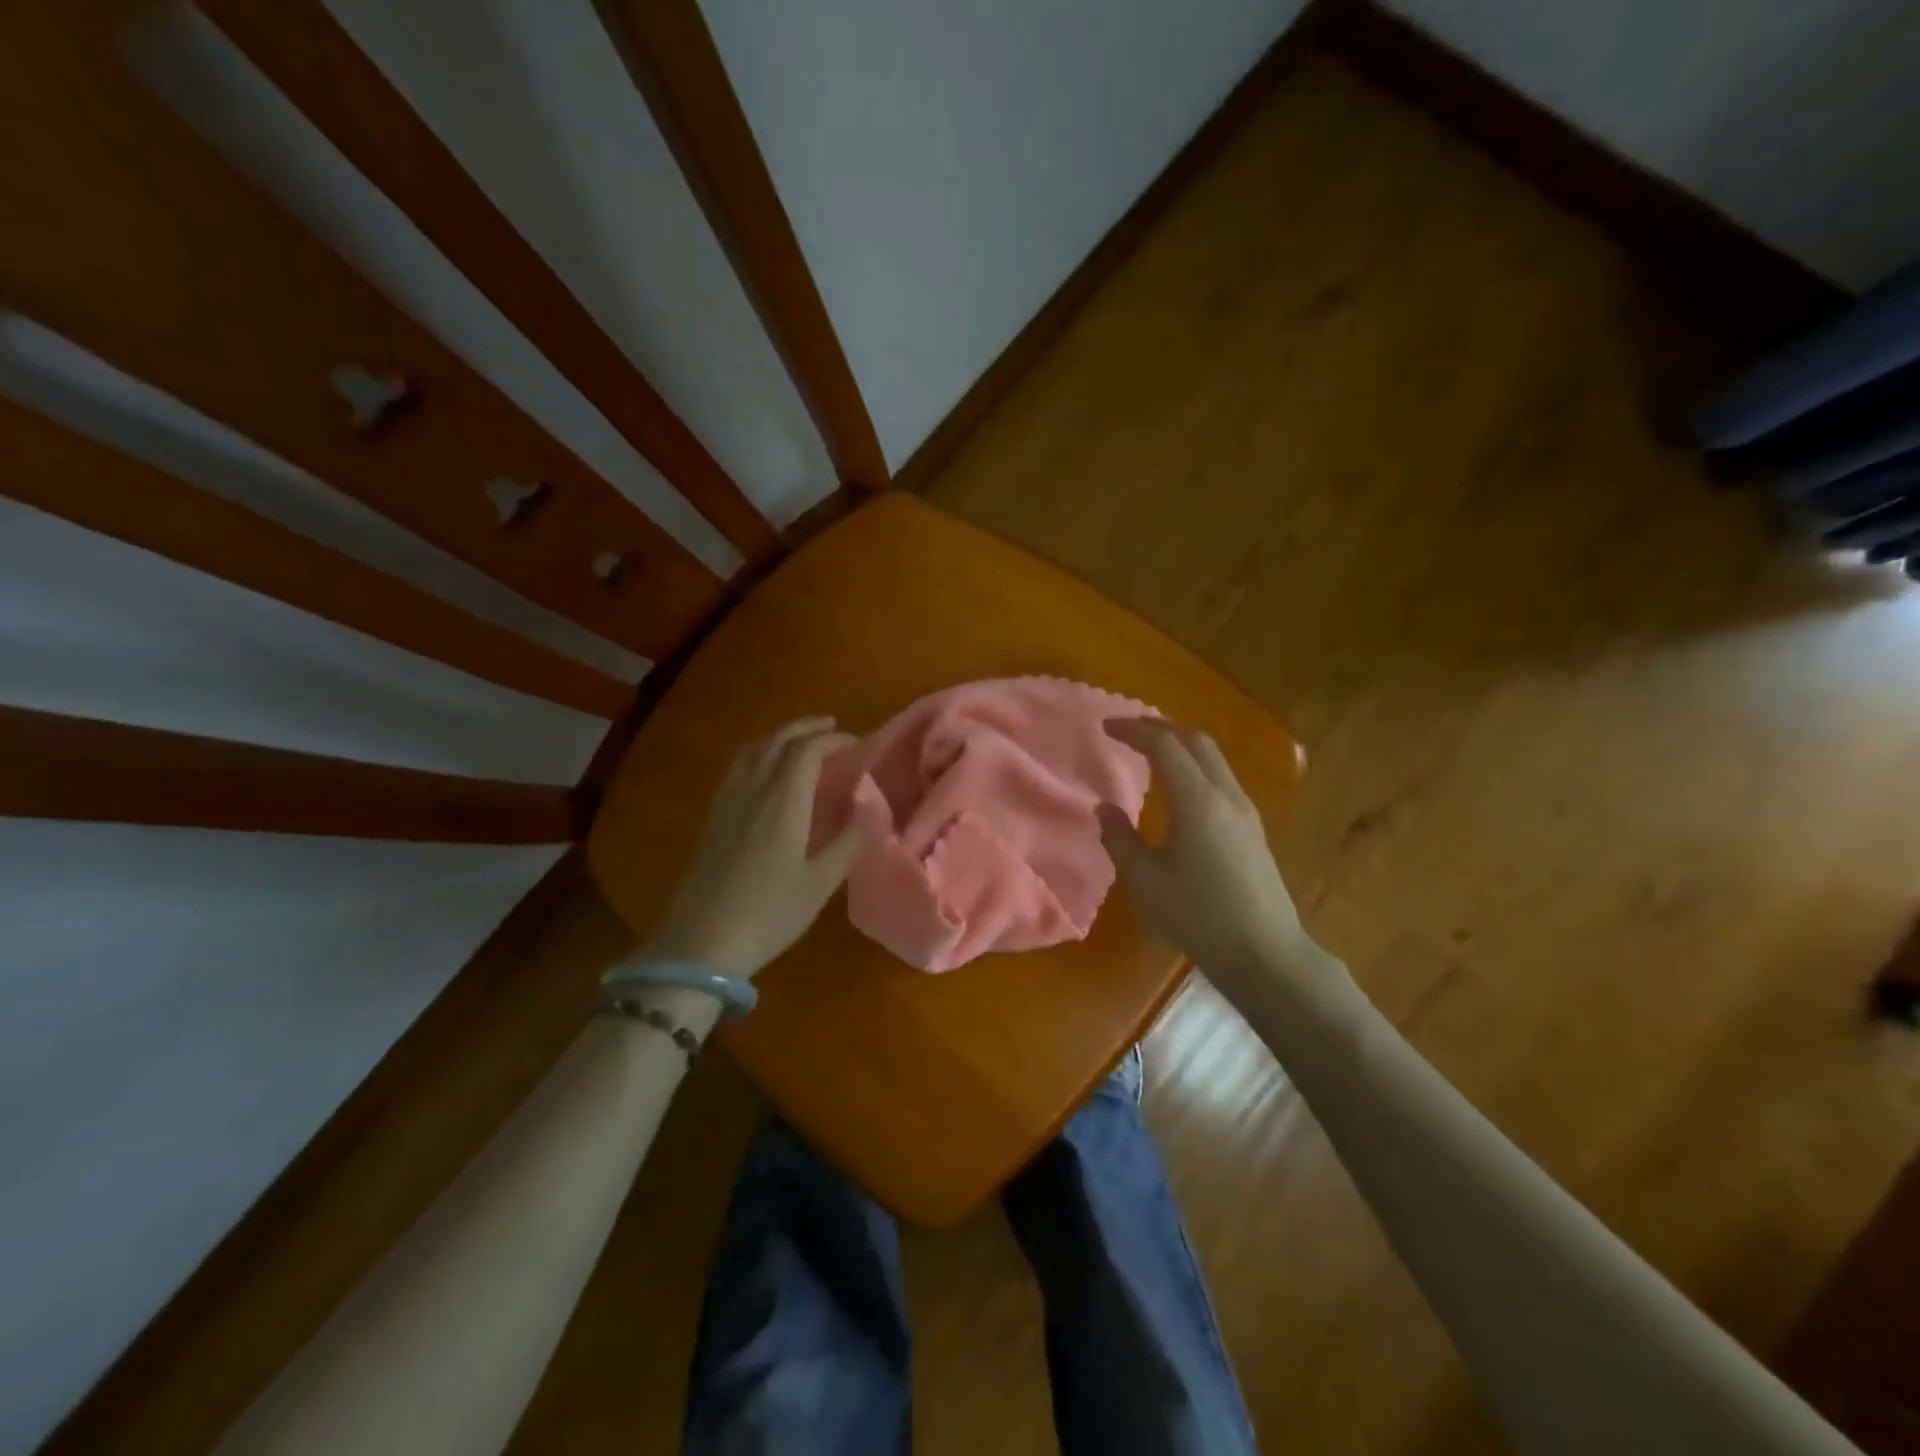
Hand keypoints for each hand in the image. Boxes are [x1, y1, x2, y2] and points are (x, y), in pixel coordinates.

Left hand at [643, 718, 864, 979]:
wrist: (702, 944)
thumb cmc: (769, 914)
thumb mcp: (820, 883)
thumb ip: (849, 841)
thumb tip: (869, 808)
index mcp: (782, 802)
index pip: (807, 751)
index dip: (833, 740)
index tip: (856, 744)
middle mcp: (752, 791)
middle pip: (777, 741)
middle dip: (806, 728)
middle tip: (832, 729)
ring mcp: (728, 802)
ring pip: (753, 751)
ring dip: (780, 737)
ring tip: (802, 741)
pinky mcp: (713, 817)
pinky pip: (738, 767)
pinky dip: (760, 754)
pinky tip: (766, 770)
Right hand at [1097, 718, 1333, 999]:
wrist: (1265, 954)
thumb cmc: (1198, 916)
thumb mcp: (1146, 881)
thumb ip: (1120, 839)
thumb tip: (1105, 809)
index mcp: (1197, 801)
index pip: (1164, 745)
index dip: (1133, 730)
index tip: (1106, 727)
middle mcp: (1226, 795)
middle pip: (1196, 741)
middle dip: (1161, 728)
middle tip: (1129, 732)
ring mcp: (1246, 812)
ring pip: (1214, 759)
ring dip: (1181, 746)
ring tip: (1151, 754)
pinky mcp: (1253, 830)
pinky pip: (1221, 779)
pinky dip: (1195, 767)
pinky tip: (1180, 790)